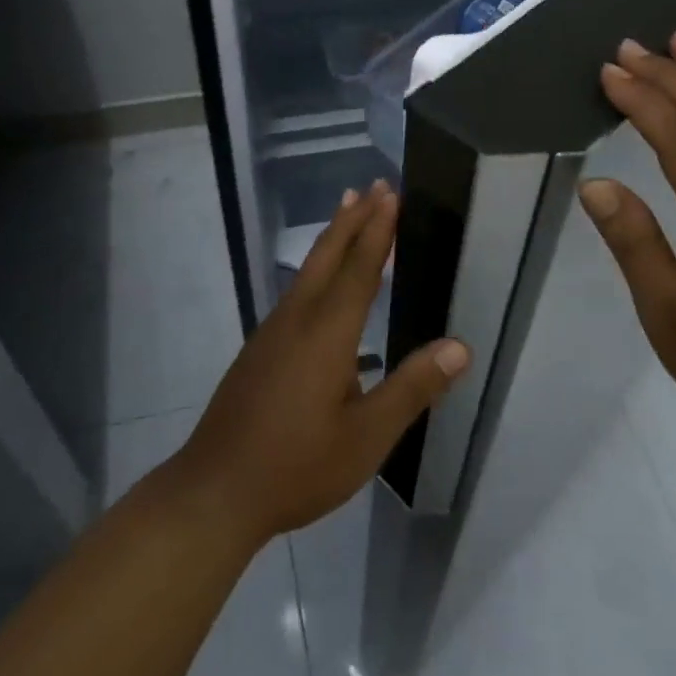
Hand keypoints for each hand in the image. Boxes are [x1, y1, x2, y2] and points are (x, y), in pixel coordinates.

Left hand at [170, 181, 470, 546]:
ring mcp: (273, 331)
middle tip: (373, 185)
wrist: (215, 490)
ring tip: (348, 213)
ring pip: (309, 270)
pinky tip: (323, 285)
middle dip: (353, 218)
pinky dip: (318, 267)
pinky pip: (297, 290)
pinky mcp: (261, 347)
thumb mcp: (366, 438)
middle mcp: (297, 318)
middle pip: (328, 255)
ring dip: (333, 237)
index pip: (359, 268)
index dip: (377, 230)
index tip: (389, 194)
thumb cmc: (296, 466)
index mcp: (327, 333)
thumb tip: (460, 346)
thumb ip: (412, 389)